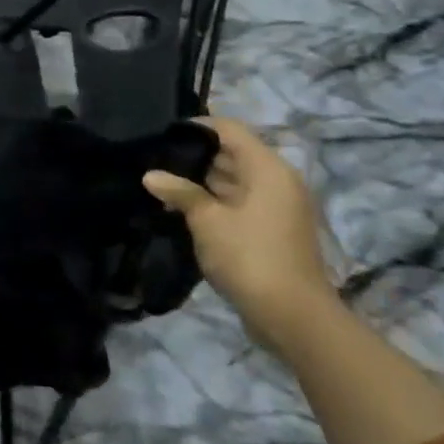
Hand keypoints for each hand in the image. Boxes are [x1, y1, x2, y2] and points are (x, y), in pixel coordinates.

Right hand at [143, 117, 338, 346]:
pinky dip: (212, 200)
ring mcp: (276, 206)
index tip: (161, 134)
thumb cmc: (251, 258)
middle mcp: (276, 181)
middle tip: (153, 159)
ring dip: (199, 180)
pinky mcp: (270, 228)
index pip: (229, 129)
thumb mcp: (208, 221)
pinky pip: (237, 201)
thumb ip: (180, 192)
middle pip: (231, 153)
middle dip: (193, 155)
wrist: (293, 318)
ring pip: (232, 179)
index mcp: (268, 169)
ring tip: (160, 183)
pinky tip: (179, 208)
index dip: (195, 126)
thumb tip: (150, 175)